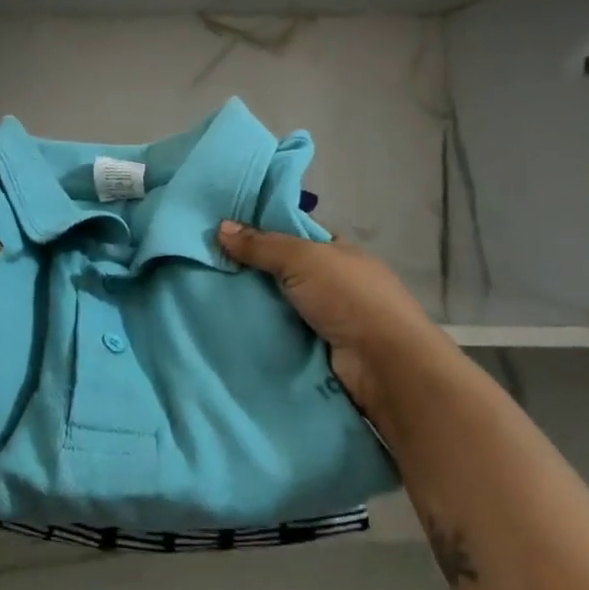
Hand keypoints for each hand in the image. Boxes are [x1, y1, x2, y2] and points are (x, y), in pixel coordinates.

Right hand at [217, 219, 438, 415]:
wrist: (383, 363)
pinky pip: (280, 333)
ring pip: (278, 303)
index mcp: (337, 251)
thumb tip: (220, 227)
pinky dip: (259, 331)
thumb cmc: (347, 297)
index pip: (294, 233)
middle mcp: (333, 281)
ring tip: (205, 295)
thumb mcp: (301, 258)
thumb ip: (261, 244)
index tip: (223, 232)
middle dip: (249, 269)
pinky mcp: (317, 349)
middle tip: (206, 265)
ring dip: (250, 303)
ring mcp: (327, 317)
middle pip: (282, 269)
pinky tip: (226, 326)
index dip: (261, 230)